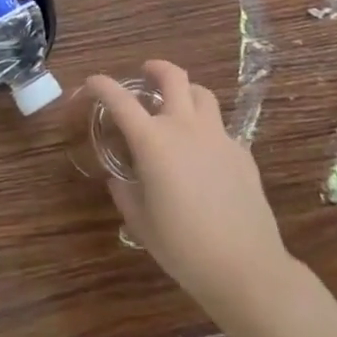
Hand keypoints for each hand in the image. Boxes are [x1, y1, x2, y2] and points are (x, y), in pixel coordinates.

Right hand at [92, 61, 294, 322]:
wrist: (245, 267)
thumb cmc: (183, 246)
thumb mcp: (140, 221)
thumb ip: (125, 192)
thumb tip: (119, 179)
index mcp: (152, 141)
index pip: (119, 99)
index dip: (101, 85)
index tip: (91, 84)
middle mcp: (185, 127)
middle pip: (172, 77)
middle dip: (155, 69)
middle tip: (145, 75)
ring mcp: (218, 137)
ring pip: (202, 94)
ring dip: (185, 93)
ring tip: (177, 108)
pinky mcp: (242, 153)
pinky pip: (221, 128)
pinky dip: (206, 129)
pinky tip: (203, 154)